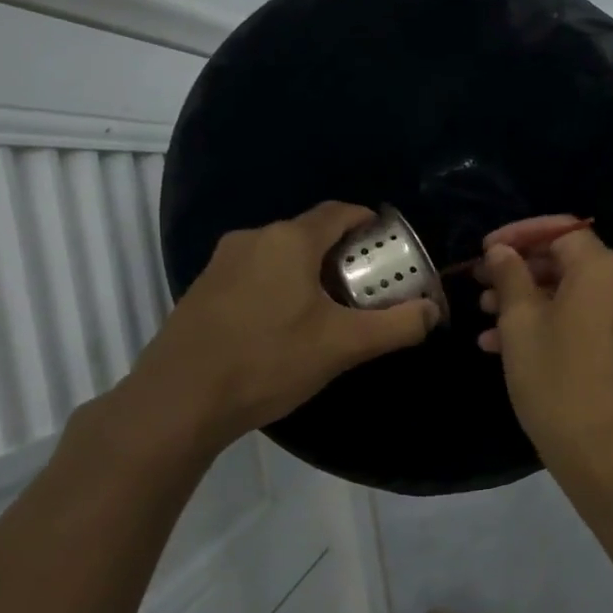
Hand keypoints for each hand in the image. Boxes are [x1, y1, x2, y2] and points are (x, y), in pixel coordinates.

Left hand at [120, 202, 438, 450]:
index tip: (388, 242)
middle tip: (366, 285)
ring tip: (330, 309)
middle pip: (309, 233)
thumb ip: (397, 326)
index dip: (367, 221)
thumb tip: (434, 312)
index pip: (338, 212)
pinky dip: (279, 286)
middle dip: (342, 253)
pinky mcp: (202, 289)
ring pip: (280, 255)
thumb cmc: (268, 361)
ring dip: (309, 272)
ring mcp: (221, 263)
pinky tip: (285, 326)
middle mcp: (253, 239)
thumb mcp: (343, 346)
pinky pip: (254, 274)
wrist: (179, 400)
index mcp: (289, 240)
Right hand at [478, 225, 612, 475]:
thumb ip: (510, 276)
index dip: (519, 235)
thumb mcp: (520, 324)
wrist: (605, 453)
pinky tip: (509, 345)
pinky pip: (589, 319)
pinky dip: (554, 323)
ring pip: (575, 294)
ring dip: (531, 301)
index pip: (560, 231)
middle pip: (568, 262)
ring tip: (486, 320)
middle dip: (521, 272)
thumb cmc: (556, 380)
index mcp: (604, 269)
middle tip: (481, 286)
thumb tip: (502, 251)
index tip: (486, 251)